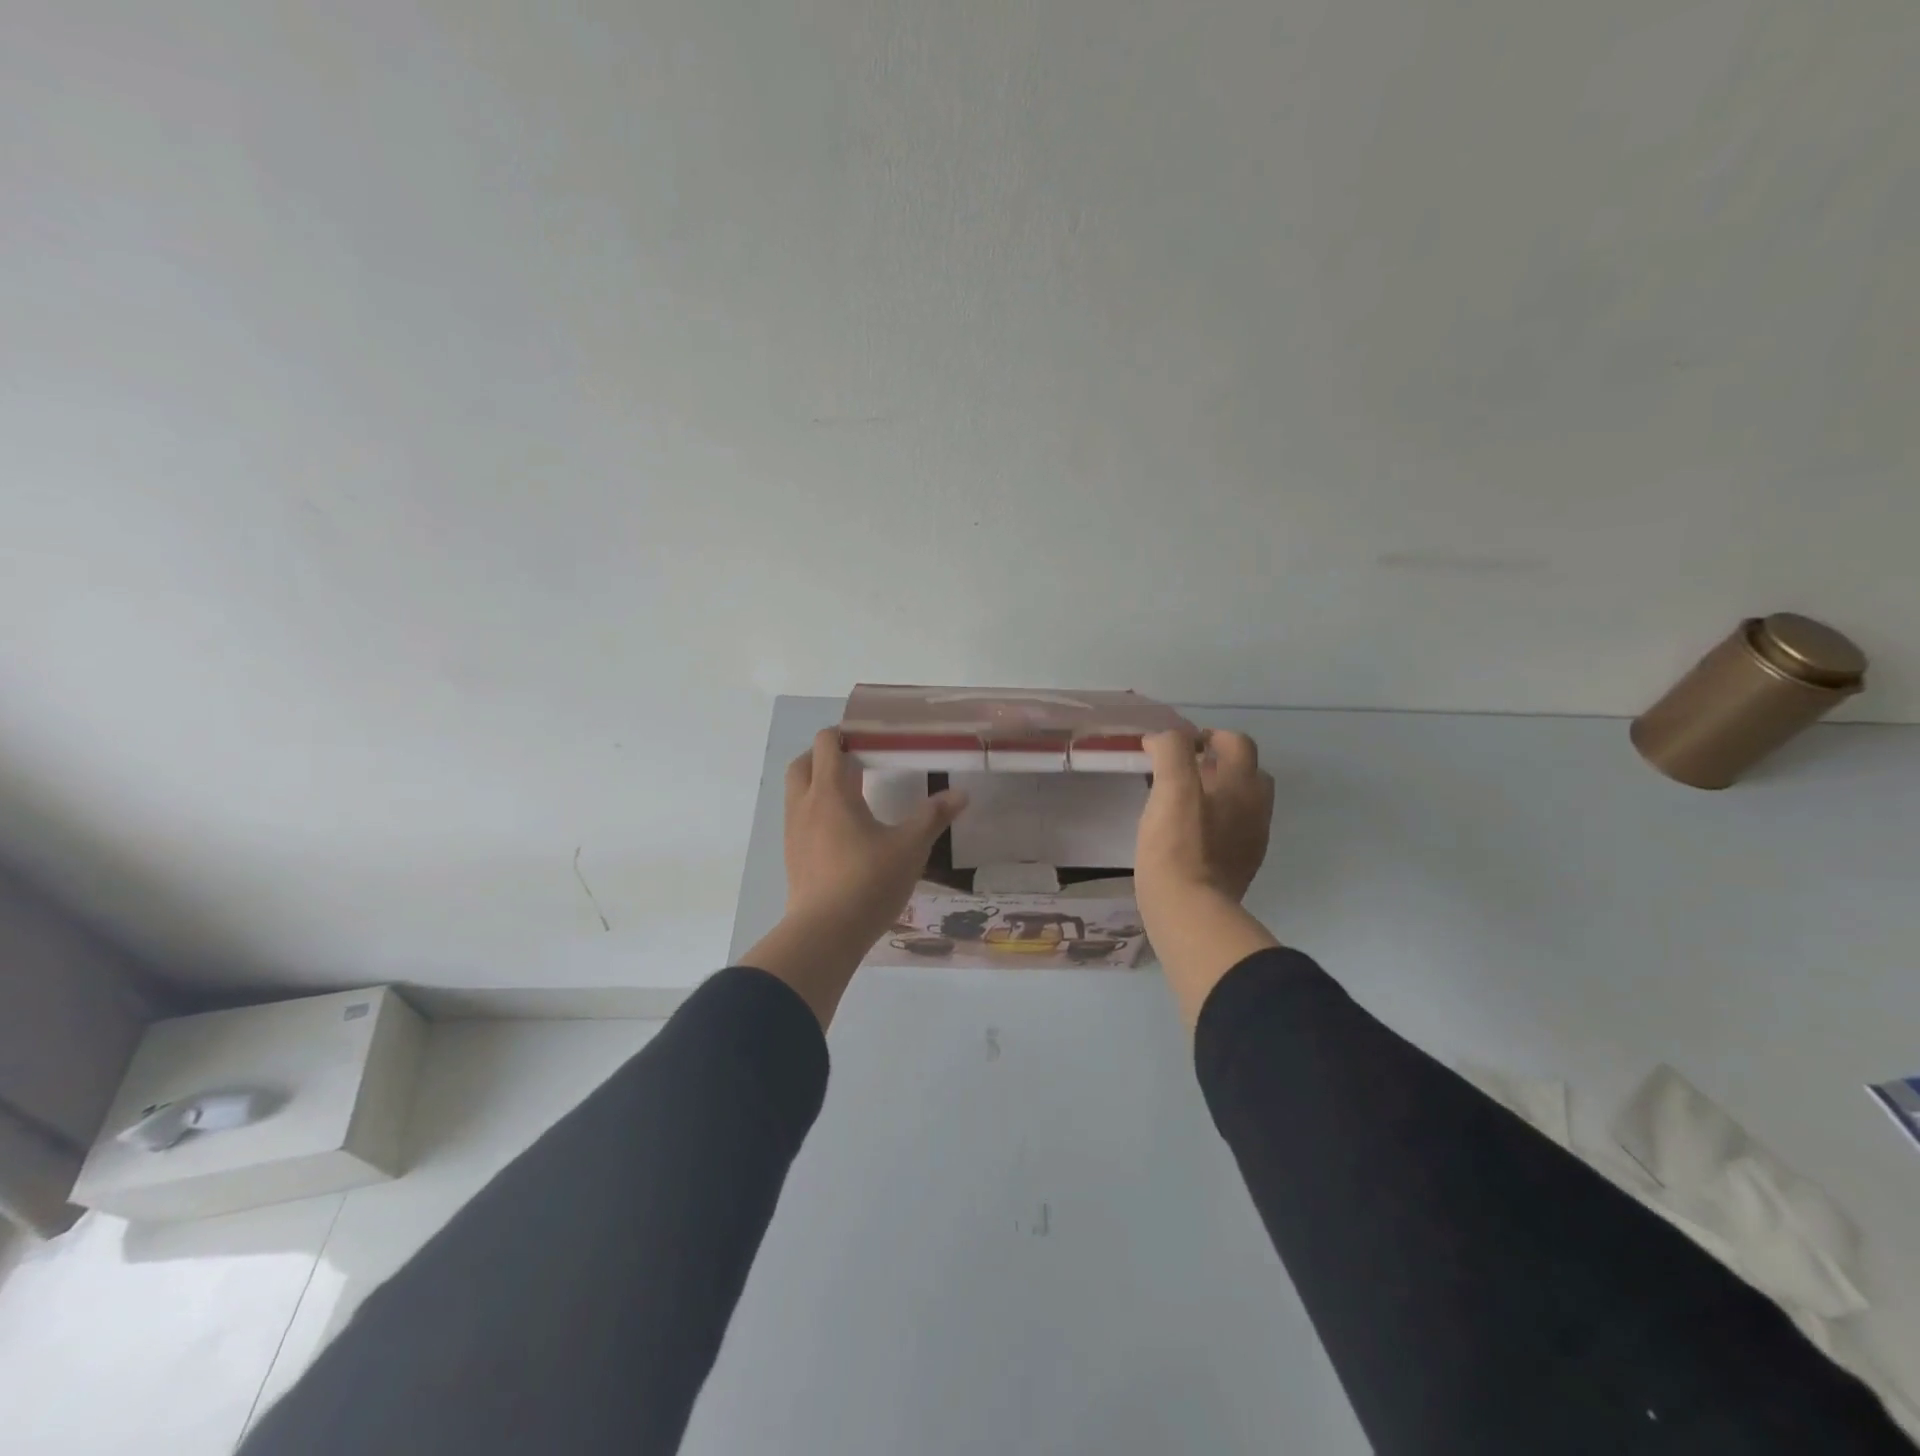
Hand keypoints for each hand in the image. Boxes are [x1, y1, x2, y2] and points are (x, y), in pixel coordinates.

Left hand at [787, 725, 967, 935]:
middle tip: (857, 762)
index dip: (844, 733)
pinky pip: (799, 818)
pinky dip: (816, 810)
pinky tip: (843, 830)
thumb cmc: (868, 881)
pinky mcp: (792, 856)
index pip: (826, 743)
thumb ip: (933, 816)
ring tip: (852, 795)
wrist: (825, 933)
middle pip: (803, 762)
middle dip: (826, 755)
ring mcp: (794, 832)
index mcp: (830, 792)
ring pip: (797, 792)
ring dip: (818, 783)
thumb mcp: (910, 847)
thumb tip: (961, 794)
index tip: (869, 738)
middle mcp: (805, 805)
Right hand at [1136, 729, 1273, 909]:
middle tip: (1181, 773)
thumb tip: (1162, 739)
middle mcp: (1256, 807)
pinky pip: (1233, 829)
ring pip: (1241, 801)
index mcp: (1243, 784)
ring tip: (1181, 802)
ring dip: (1217, 792)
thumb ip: (1171, 752)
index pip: (1236, 742)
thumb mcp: (1170, 788)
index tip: (1175, 749)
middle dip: (1217, 763)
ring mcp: (1252, 838)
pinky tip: (1188, 832)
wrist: (1189, 910)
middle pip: (1246, 770)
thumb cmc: (1177, 846)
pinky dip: (1215, 820)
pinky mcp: (1241, 864)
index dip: (1206, 736)